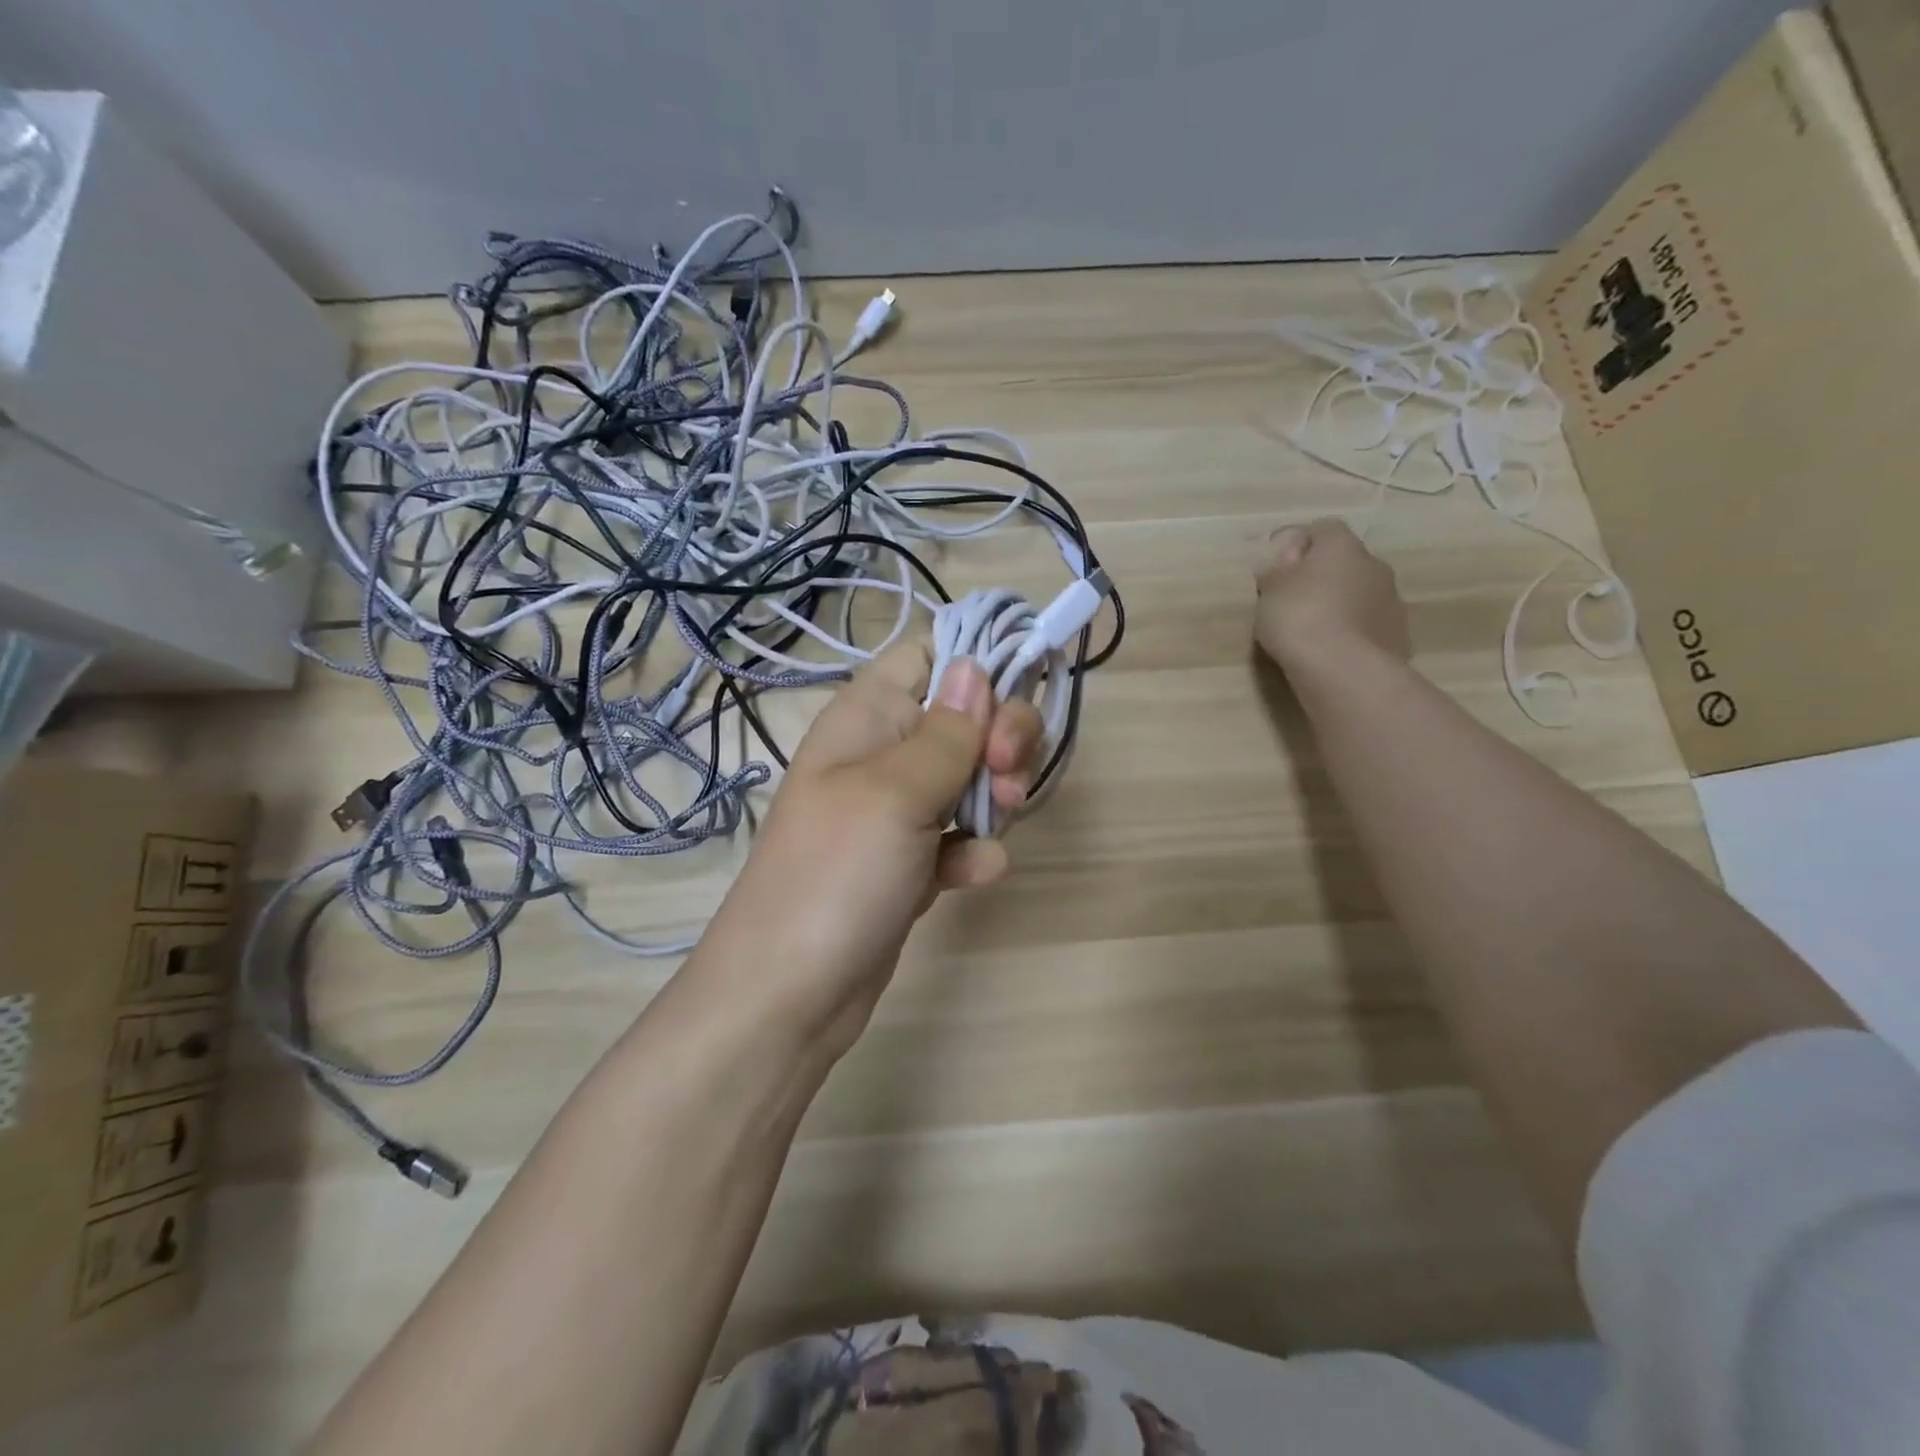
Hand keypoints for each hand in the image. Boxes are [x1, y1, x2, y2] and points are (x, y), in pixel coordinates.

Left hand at [693, 642, 1042, 1055]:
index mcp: (867, 716)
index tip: (1013, 694)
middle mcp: (884, 753)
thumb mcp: (895, 792)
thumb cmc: (835, 875)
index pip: (927, 653)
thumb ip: (946, 731)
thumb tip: (975, 665)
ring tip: (994, 823)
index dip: (975, 663)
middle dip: (1001, 736)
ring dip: (995, 794)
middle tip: (1006, 772)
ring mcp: (897, 811)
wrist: (789, 995)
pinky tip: (974, 874)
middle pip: (965, 715)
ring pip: (970, 776)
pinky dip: (973, 851)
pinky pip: (960, 837)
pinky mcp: (910, 861)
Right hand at [1254, 519, 1411, 678]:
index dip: (1300, 543)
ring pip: (1361, 593)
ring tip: (1316, 630)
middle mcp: (1373, 565)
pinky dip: (1355, 630)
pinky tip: (1335, 650)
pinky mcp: (1399, 634)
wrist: (1345, 670)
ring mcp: (1392, 600)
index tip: (1280, 565)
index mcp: (1341, 547)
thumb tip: (1284, 559)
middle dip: (1323, 575)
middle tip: (1295, 600)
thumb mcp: (1269, 593)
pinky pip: (1370, 623)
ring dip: (1342, 603)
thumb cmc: (1299, 620)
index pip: (1323, 528)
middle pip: (1346, 561)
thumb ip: (1276, 572)